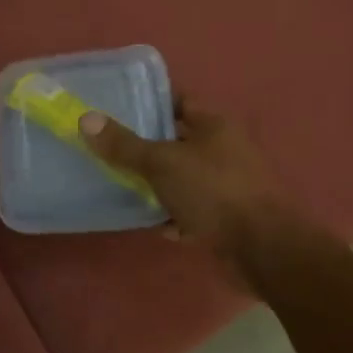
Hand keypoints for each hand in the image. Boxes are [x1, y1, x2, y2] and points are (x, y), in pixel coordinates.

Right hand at [78, 101, 307, 289]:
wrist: (266, 252)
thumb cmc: (215, 193)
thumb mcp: (162, 164)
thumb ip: (124, 145)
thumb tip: (85, 119)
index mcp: (215, 125)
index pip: (178, 100)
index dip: (149, 101)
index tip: (116, 107)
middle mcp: (224, 149)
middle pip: (178, 140)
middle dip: (146, 145)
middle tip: (108, 147)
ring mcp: (228, 184)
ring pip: (183, 176)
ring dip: (158, 183)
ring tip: (121, 184)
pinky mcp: (228, 217)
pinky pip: (193, 208)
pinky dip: (174, 213)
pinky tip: (153, 223)